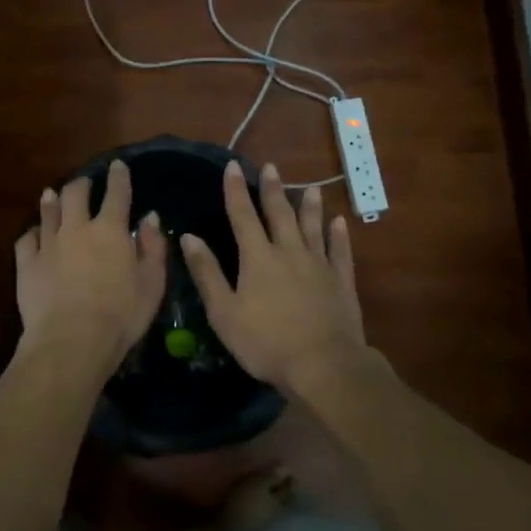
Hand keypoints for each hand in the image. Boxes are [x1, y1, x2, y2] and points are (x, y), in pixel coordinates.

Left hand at [15, 159, 166, 371]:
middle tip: (84, 183)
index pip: (117, 194)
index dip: (119, 177)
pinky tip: (33, 234)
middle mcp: (77, 229)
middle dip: (81, 184)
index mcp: (110, 231)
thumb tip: (150, 218)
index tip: (118, 166)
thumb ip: (152, 248)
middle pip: (75, 194)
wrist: (71, 341)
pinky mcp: (26, 264)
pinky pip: (26, 239)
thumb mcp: (151, 284)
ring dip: (52, 200)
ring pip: (48, 212)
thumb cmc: (121, 316)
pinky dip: (32, 232)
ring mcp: (48, 244)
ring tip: (53, 194)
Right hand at [179, 161, 366, 394]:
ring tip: (310, 188)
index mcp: (257, 258)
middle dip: (272, 189)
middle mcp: (289, 252)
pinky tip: (340, 222)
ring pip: (313, 227)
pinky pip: (340, 251)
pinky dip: (339, 235)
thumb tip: (188, 237)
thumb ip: (207, 273)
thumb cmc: (266, 343)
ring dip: (309, 206)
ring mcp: (319, 265)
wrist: (323, 365)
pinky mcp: (342, 281)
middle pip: (279, 214)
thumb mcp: (224, 312)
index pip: (242, 216)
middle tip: (270, 166)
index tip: (232, 166)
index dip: (235, 190)